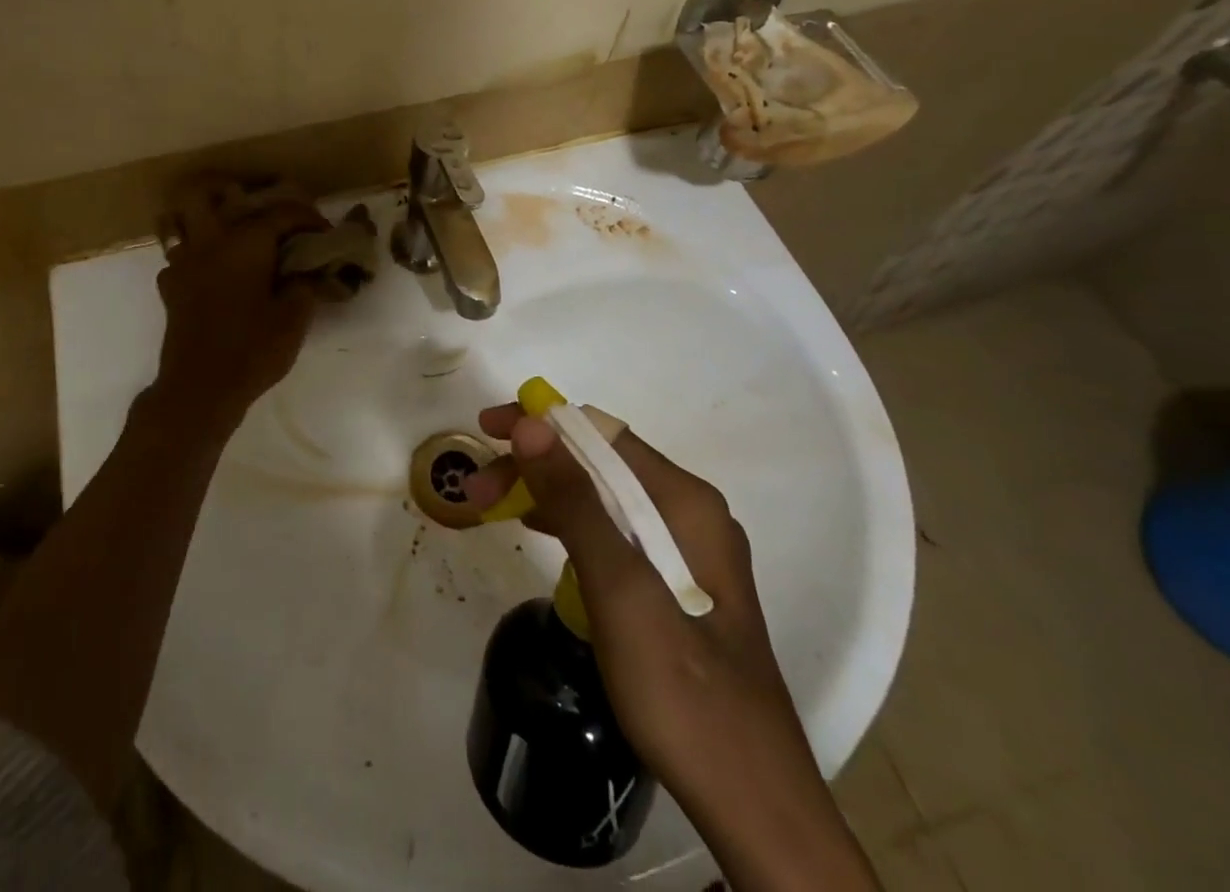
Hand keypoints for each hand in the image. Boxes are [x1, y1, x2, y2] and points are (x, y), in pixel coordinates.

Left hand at [147, 181, 327, 436]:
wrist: (200, 389)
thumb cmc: (252, 349)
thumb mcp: (294, 318)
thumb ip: (305, 285)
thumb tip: (309, 270)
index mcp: (244, 242)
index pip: (280, 212)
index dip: (307, 217)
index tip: (324, 232)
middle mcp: (209, 242)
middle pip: (202, 193)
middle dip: (227, 191)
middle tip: (254, 209)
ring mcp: (183, 264)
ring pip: (181, 221)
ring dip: (204, 220)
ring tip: (231, 237)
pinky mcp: (170, 289)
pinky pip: (179, 257)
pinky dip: (196, 257)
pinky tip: (213, 275)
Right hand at [464, 407, 878, 891]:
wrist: (752, 805)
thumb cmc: (683, 690)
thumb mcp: (619, 589)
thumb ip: (575, 501)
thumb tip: (530, 424)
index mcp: (685, 502)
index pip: (600, 433)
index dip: (539, 423)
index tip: (486, 429)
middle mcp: (689, 513)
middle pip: (598, 463)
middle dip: (534, 465)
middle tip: (477, 488)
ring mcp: (685, 549)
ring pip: (601, 495)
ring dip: (544, 492)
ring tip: (492, 507)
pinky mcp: (674, 583)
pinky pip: (612, 529)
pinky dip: (568, 523)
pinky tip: (539, 533)